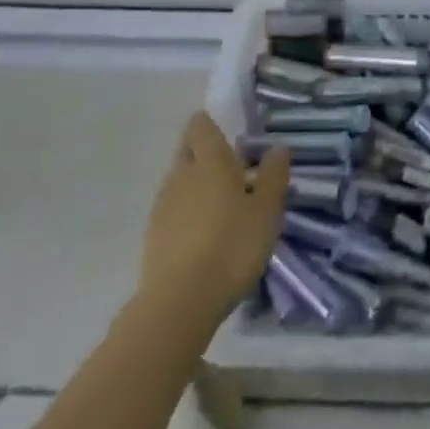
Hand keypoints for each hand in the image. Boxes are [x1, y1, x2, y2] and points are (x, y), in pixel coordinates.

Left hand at [139, 112, 290, 323]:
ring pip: (178, 181)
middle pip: (186, 150)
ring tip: (221, 208)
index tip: (227, 136)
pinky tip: (203, 236)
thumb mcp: (267, 210)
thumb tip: (277, 148)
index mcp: (210, 161)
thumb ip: (273, 175)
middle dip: (202, 153)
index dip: (210, 125)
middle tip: (229, 170)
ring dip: (195, 186)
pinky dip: (185, 214)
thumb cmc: (232, 246)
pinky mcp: (152, 237)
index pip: (200, 126)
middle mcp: (181, 175)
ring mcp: (162, 206)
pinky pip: (171, 211)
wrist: (179, 303)